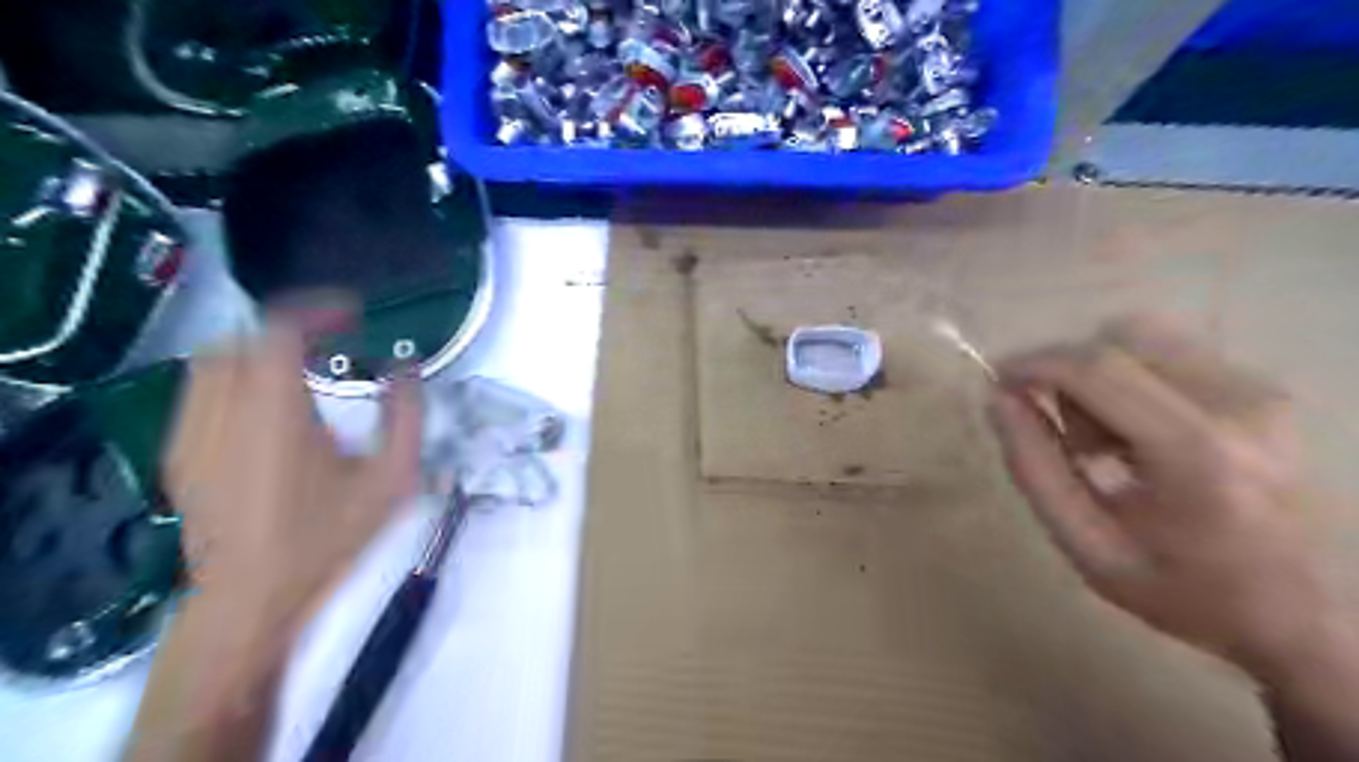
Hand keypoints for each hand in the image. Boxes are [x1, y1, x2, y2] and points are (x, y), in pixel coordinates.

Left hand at [164, 301, 422, 640]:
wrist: (252, 597)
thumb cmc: (329, 537)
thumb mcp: (393, 480)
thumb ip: (408, 416)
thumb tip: (406, 370)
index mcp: (277, 413)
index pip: (279, 330)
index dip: (317, 311)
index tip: (353, 317)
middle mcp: (223, 412)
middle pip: (241, 337)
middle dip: (288, 329)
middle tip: (330, 341)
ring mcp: (192, 433)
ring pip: (212, 362)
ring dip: (258, 350)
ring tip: (299, 367)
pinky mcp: (179, 454)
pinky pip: (199, 392)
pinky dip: (234, 378)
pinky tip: (266, 407)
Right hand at [990, 314, 1333, 678]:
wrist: (1308, 616)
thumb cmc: (1186, 591)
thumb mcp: (1086, 545)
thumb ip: (1033, 468)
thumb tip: (999, 399)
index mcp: (1196, 454)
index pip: (1095, 368)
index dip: (1033, 363)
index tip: (997, 382)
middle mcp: (1237, 405)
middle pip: (1118, 338)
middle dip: (1065, 373)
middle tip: (1063, 435)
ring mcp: (1259, 391)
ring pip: (1142, 337)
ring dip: (1098, 375)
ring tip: (1105, 441)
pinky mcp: (1263, 388)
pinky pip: (1168, 352)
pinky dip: (1130, 380)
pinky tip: (1139, 435)